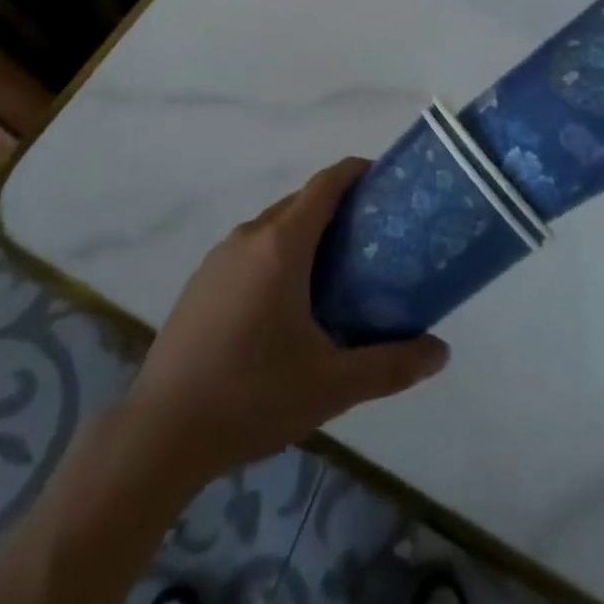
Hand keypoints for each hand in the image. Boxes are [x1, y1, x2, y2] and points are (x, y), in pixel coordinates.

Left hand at [120, 158, 449, 484]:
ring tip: (337, 271)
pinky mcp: (201, 281)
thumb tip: (441, 352)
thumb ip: (390, 365)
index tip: (384, 179)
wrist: (162, 430)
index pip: (325, 184)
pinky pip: (249, 250)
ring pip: (273, 227)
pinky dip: (277, 255)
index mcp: (281, 245)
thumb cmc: (252, 396)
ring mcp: (218, 257)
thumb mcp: (331, 385)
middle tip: (373, 237)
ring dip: (305, 233)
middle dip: (337, 207)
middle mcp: (248, 237)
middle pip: (300, 202)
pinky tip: (286, 304)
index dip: (355, 172)